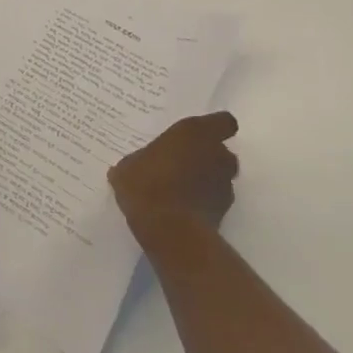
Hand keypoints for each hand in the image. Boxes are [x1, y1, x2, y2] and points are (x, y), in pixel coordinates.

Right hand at [109, 112, 239, 246]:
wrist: (169, 230)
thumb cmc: (147, 184)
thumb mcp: (128, 167)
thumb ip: (140, 161)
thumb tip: (134, 166)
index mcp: (195, 132)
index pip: (224, 122)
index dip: (215, 128)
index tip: (199, 135)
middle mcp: (217, 154)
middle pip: (221, 151)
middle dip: (207, 157)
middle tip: (183, 164)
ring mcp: (224, 184)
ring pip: (220, 177)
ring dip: (206, 181)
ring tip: (181, 190)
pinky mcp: (224, 212)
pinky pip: (215, 201)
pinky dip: (204, 203)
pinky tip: (182, 210)